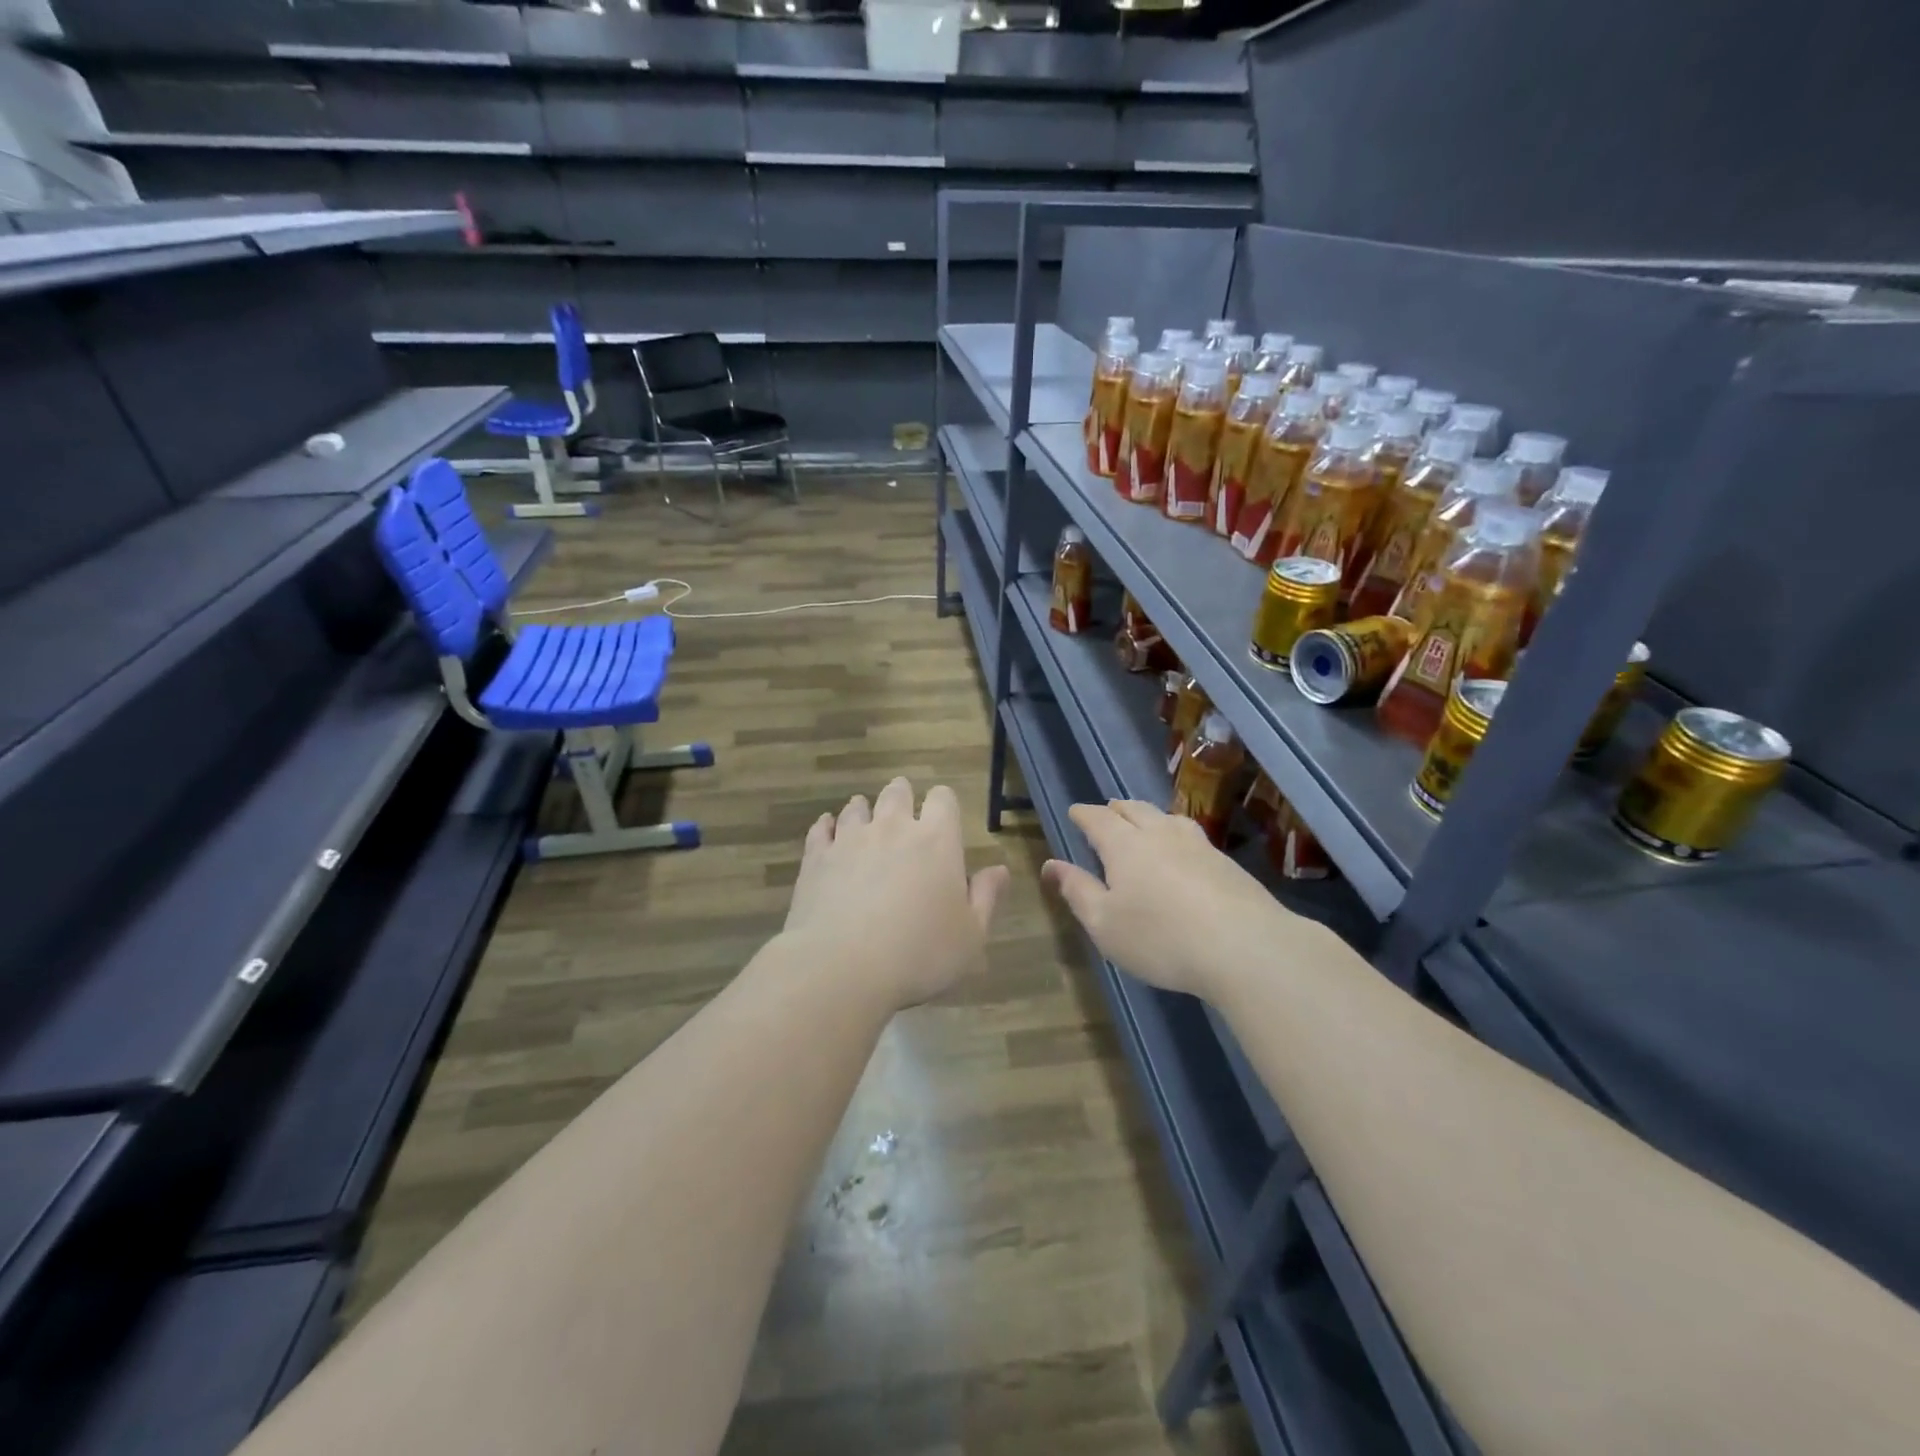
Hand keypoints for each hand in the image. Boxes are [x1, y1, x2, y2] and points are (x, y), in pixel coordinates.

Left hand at [783, 778, 1009, 1010]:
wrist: (841, 968)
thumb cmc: (919, 954)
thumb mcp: (971, 936)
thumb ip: (986, 898)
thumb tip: (999, 870)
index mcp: (936, 840)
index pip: (943, 799)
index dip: (944, 803)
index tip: (943, 816)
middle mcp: (893, 828)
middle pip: (897, 793)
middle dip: (902, 795)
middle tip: (903, 808)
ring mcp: (850, 839)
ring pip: (857, 807)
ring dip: (864, 808)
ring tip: (865, 815)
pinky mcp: (816, 858)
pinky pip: (821, 829)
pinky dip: (826, 826)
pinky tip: (827, 830)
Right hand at [1041, 799, 1300, 1001]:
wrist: (1245, 946)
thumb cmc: (1160, 937)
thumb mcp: (1104, 923)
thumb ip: (1076, 891)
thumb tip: (1051, 864)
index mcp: (1124, 845)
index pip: (1098, 819)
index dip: (1083, 814)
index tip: (1074, 812)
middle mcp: (1160, 834)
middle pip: (1134, 810)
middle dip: (1116, 809)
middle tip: (1107, 810)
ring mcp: (1197, 845)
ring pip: (1167, 818)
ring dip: (1148, 816)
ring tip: (1144, 821)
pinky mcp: (1226, 863)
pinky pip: (1192, 835)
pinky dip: (1176, 833)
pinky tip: (1183, 848)